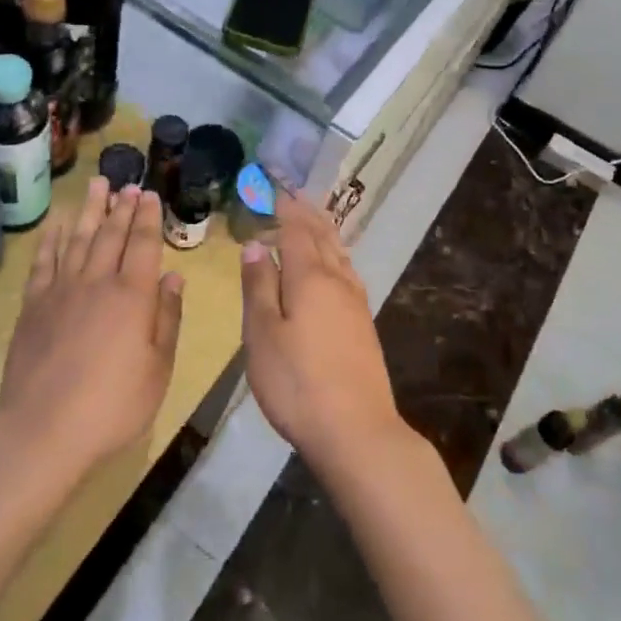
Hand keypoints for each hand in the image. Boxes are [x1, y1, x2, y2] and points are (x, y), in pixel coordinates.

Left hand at [0, 179, 183, 476]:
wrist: (42, 429)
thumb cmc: (112, 405)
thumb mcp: (157, 369)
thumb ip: (167, 319)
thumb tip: (173, 278)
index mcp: (132, 296)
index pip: (143, 244)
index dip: (148, 218)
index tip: (149, 195)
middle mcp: (97, 282)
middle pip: (111, 235)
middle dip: (122, 207)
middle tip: (127, 184)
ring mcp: (61, 291)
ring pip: (78, 239)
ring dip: (90, 211)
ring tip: (97, 186)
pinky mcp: (33, 305)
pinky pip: (43, 262)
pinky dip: (51, 240)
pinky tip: (57, 224)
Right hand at [238, 191, 404, 471]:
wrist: (356, 431)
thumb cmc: (297, 382)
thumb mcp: (263, 334)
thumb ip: (259, 286)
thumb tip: (256, 244)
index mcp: (310, 277)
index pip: (297, 231)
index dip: (286, 209)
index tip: (276, 189)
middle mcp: (338, 281)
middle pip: (323, 237)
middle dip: (308, 214)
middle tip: (296, 194)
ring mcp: (356, 303)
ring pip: (340, 254)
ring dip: (325, 232)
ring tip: (315, 221)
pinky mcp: (364, 325)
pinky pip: (348, 273)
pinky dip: (336, 256)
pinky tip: (334, 268)